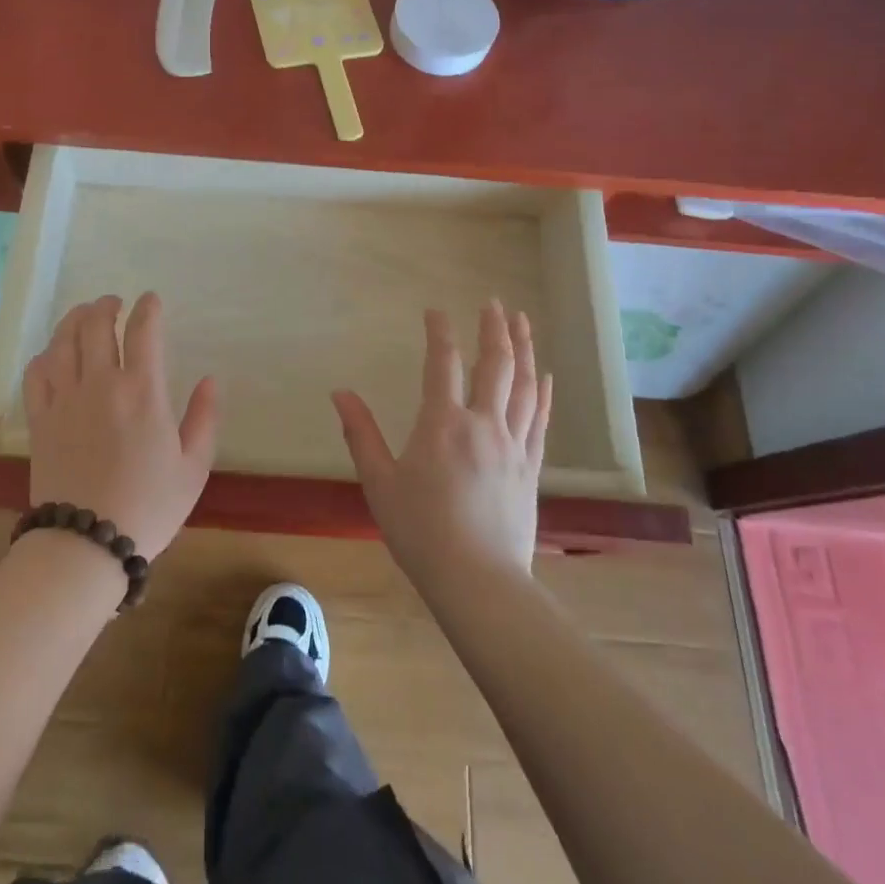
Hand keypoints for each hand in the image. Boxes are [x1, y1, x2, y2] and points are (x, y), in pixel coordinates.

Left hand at [23, 293, 218, 558]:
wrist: (86, 542)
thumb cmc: (149, 506)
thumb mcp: (193, 467)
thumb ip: (204, 417)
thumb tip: (210, 379)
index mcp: (143, 390)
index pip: (144, 331)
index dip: (148, 308)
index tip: (151, 300)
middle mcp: (101, 383)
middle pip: (97, 325)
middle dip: (107, 306)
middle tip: (114, 303)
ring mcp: (65, 398)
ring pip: (63, 340)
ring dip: (75, 319)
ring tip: (84, 315)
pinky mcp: (40, 418)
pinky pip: (37, 372)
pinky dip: (46, 355)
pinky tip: (54, 355)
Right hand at [332, 301, 552, 587]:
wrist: (478, 581)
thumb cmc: (421, 531)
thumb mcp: (379, 482)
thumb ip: (360, 434)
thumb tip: (340, 393)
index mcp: (443, 424)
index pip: (443, 363)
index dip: (439, 332)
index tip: (435, 310)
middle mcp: (483, 424)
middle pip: (495, 365)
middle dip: (494, 329)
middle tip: (494, 302)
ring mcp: (513, 445)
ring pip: (524, 385)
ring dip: (524, 349)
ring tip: (523, 322)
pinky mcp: (531, 467)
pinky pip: (540, 419)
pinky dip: (542, 391)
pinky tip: (544, 375)